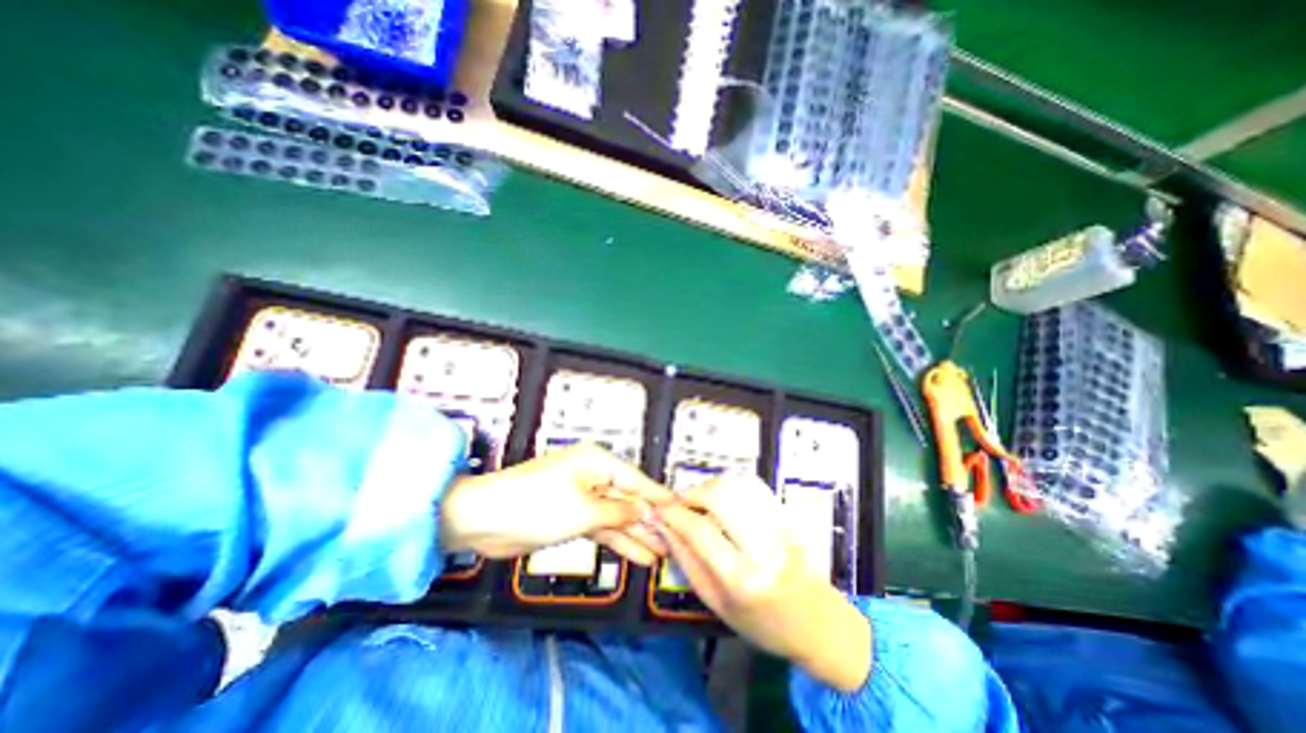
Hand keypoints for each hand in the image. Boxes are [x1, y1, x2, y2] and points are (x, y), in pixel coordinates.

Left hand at [444, 444, 678, 563]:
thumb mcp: (584, 510)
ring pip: (617, 515)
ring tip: (662, 554)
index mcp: (598, 461)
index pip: (637, 479)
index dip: (660, 497)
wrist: (483, 520)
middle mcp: (594, 474)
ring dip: (637, 534)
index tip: (684, 509)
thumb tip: (646, 511)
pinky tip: (637, 555)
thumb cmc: (536, 505)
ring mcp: (583, 496)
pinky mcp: (572, 515)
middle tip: (676, 542)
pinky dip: (618, 540)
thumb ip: (620, 512)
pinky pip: (602, 526)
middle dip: (651, 521)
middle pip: (629, 498)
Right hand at [659, 474, 870, 692]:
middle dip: (691, 492)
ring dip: (709, 486)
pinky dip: (729, 485)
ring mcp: (779, 525)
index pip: (700, 530)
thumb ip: (688, 562)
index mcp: (743, 579)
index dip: (674, 513)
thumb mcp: (717, 604)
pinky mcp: (786, 514)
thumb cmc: (764, 624)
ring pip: (736, 483)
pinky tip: (720, 500)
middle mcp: (763, 546)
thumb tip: (665, 528)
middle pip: (720, 494)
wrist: (818, 623)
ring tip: (698, 502)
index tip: (659, 508)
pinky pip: (751, 485)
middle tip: (679, 504)